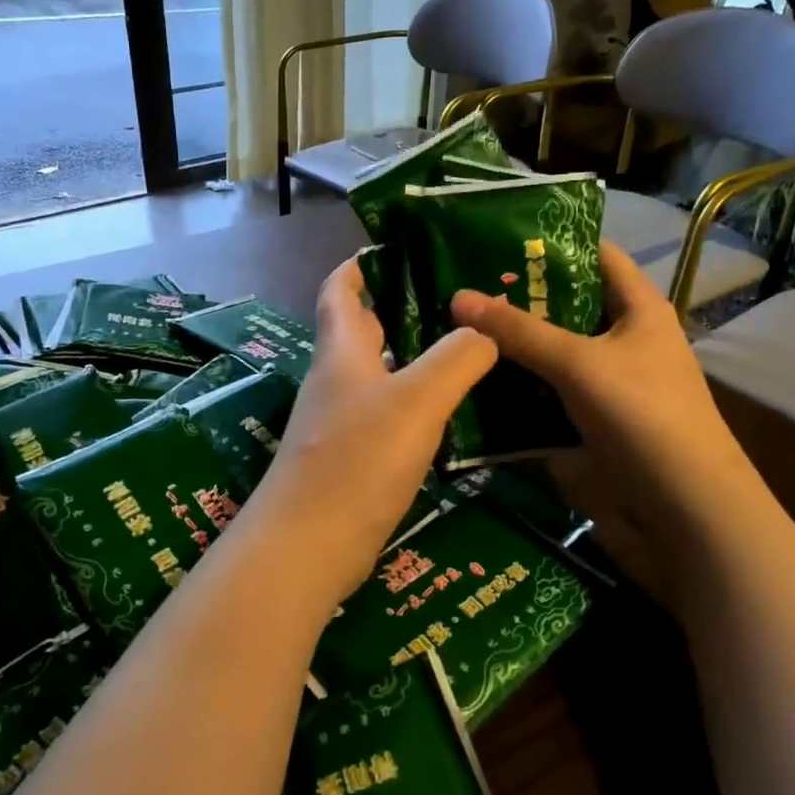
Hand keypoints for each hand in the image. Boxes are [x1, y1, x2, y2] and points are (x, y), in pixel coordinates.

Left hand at [247, 257, 497, 604]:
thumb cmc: (358, 459)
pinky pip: (389, 415)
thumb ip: (456, 359)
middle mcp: (337, 380)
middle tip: (457, 298)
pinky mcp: (353, 459)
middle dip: (401, 308)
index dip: (361, 265)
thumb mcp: (417, 400)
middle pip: (364, 330)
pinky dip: (416, 402)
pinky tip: (451, 411)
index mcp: (342, 351)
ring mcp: (342, 422)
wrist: (309, 547)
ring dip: (415, 358)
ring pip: (381, 374)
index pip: (340, 290)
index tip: (397, 247)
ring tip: (468, 349)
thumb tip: (485, 331)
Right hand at [450, 241, 755, 610]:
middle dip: (520, 299)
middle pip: (568, 306)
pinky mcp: (594, 421)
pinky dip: (519, 387)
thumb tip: (458, 297)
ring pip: (554, 353)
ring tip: (457, 331)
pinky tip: (478, 382)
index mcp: (639, 308)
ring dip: (514, 347)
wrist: (685, 510)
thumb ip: (519, 331)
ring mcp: (610, 383)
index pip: (597, 255)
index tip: (496, 239)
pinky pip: (549, 393)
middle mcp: (625, 339)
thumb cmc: (642, 416)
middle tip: (461, 287)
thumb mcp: (579, 364)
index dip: (553, 243)